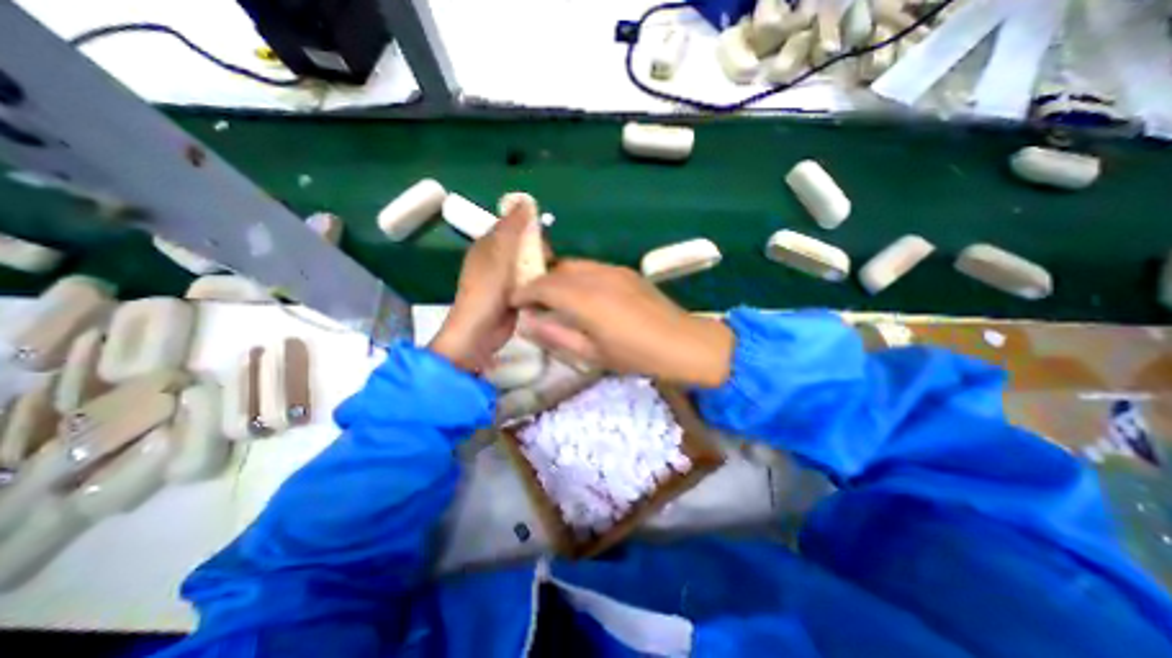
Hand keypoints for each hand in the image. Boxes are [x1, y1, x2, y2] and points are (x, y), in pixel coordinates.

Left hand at [428, 194, 539, 370]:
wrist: (480, 332)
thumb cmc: (487, 291)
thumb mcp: (500, 254)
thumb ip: (512, 228)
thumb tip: (525, 200)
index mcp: (488, 246)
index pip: (512, 227)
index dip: (529, 230)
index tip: (545, 242)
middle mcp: (495, 260)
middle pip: (523, 247)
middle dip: (538, 252)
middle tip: (547, 264)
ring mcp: (504, 280)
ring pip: (528, 266)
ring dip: (540, 269)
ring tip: (548, 278)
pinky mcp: (513, 297)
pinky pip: (529, 283)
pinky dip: (538, 284)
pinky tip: (546, 289)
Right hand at [512, 260, 730, 386]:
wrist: (683, 343)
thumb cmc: (636, 355)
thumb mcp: (592, 353)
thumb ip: (556, 336)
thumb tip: (529, 323)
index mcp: (585, 299)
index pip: (543, 286)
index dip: (524, 292)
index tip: (515, 302)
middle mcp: (597, 276)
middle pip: (557, 270)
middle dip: (540, 283)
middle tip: (534, 303)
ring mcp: (614, 270)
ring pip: (575, 265)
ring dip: (559, 278)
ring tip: (557, 299)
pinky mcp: (626, 271)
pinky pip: (592, 267)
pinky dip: (578, 277)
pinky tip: (583, 294)